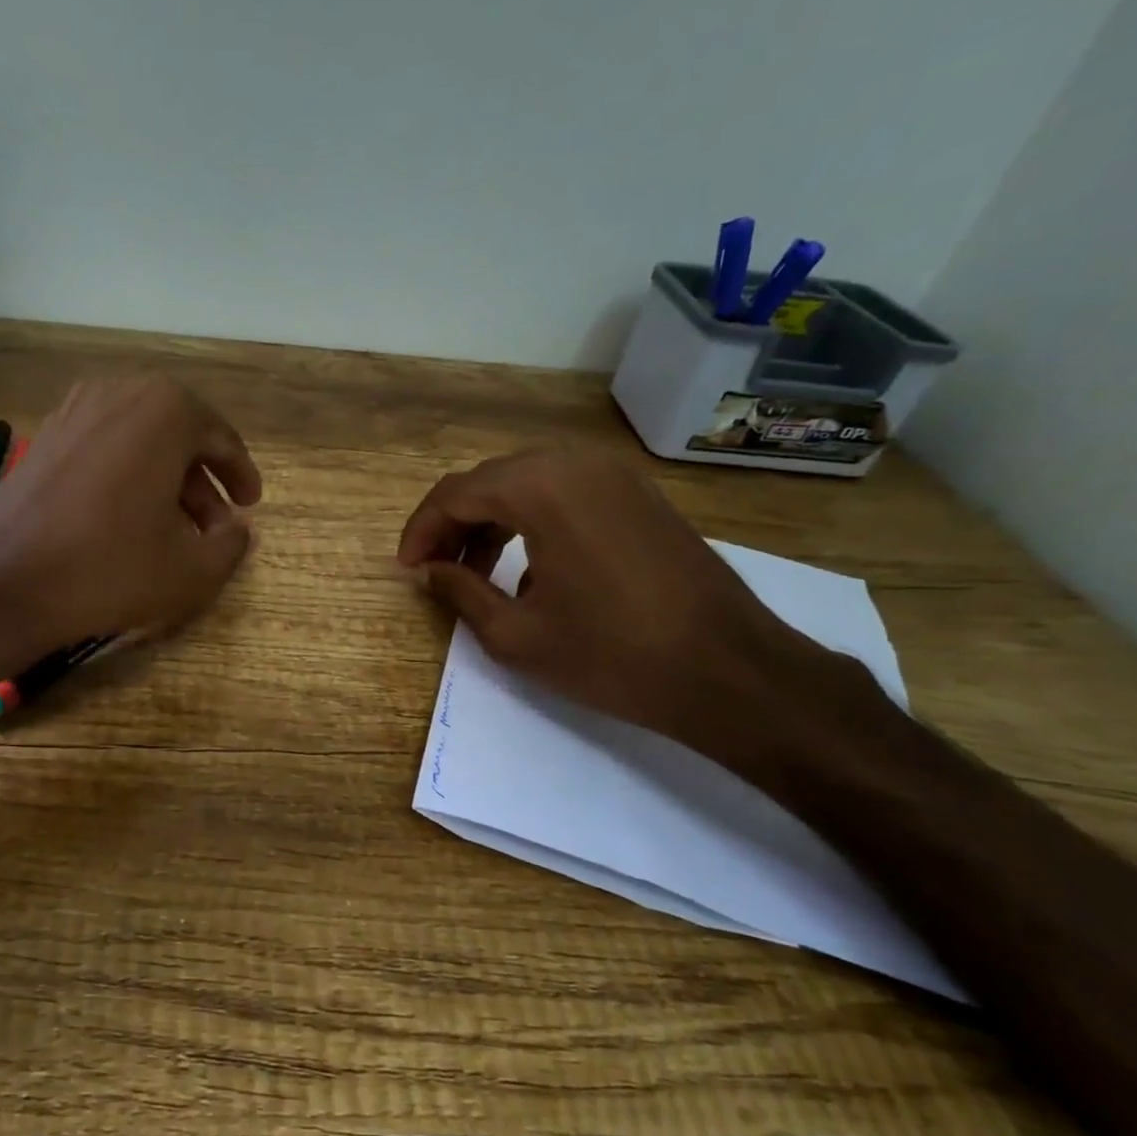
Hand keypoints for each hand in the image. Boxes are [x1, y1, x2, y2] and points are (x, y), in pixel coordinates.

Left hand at [0, 375, 260, 682]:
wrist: (1, 580)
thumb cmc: (108, 567)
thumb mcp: (192, 570)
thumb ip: (231, 544)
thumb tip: (237, 529)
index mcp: (166, 410)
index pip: (221, 440)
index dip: (241, 476)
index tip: (250, 505)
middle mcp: (121, 393)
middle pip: (180, 437)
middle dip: (202, 483)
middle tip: (216, 525)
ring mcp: (76, 410)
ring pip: (141, 443)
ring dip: (166, 482)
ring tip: (175, 530)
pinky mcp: (45, 436)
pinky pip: (106, 449)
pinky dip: (128, 478)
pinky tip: (129, 521)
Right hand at [397, 448, 844, 759]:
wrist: (730, 671)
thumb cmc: (612, 655)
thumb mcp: (516, 635)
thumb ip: (459, 592)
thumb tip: (427, 571)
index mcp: (540, 487)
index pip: (454, 494)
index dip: (420, 531)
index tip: (406, 570)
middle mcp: (575, 464)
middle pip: (489, 481)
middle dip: (453, 525)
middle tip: (435, 572)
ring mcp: (615, 476)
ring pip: (528, 484)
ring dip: (491, 523)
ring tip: (476, 574)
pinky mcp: (640, 496)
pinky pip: (566, 494)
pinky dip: (532, 522)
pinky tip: (531, 571)